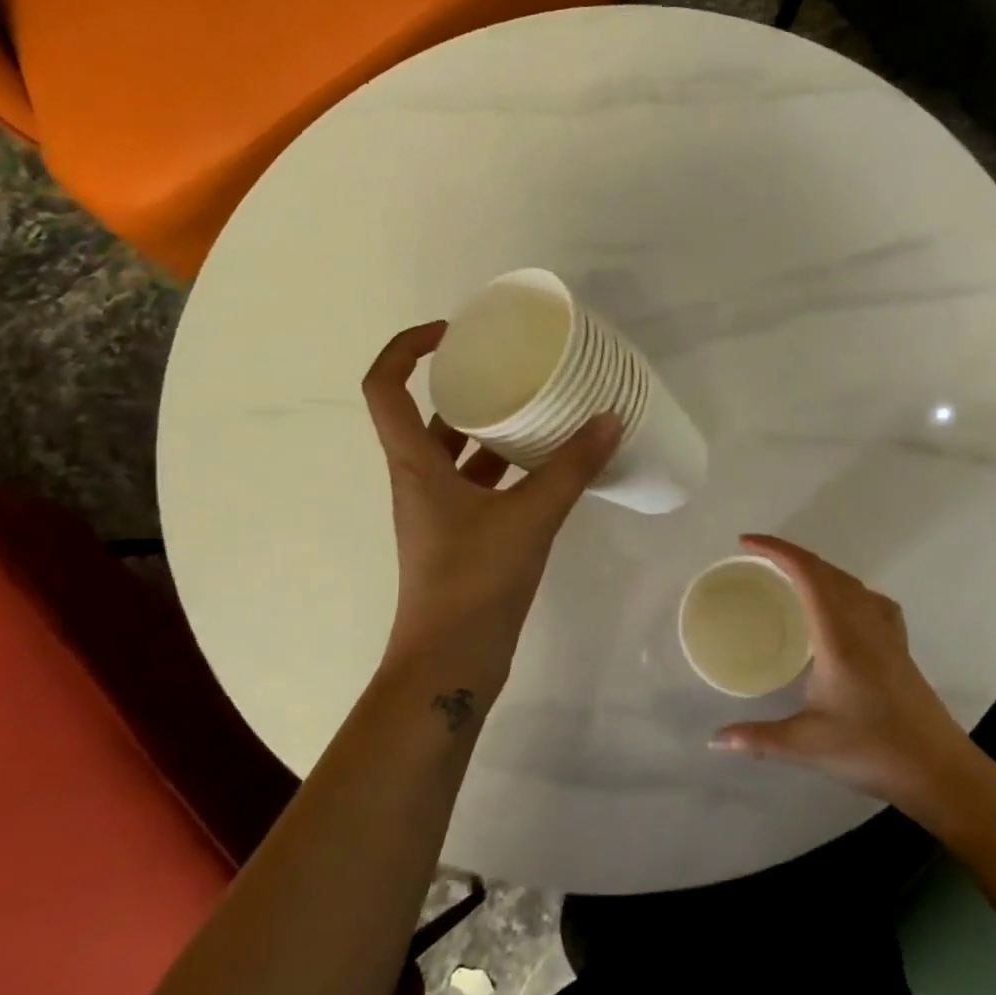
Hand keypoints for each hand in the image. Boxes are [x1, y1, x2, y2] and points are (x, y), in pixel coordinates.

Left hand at [364, 322, 620, 688]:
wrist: (449, 662)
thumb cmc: (474, 581)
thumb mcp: (530, 517)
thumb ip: (571, 468)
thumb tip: (610, 420)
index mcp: (415, 465)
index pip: (385, 388)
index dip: (405, 349)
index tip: (449, 333)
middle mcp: (418, 480)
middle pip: (424, 415)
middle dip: (461, 385)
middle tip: (508, 367)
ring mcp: (437, 511)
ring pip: (456, 453)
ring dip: (488, 429)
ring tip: (535, 409)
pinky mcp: (459, 537)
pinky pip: (478, 485)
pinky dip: (505, 469)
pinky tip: (546, 466)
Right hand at [709, 535, 975, 812]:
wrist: (939, 770)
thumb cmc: (873, 751)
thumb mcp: (808, 746)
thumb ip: (759, 738)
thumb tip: (716, 740)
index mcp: (838, 636)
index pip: (807, 574)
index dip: (776, 551)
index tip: (745, 543)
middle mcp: (864, 624)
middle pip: (827, 571)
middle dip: (791, 555)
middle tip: (757, 559)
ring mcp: (887, 634)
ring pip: (850, 582)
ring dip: (818, 570)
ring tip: (790, 578)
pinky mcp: (899, 647)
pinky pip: (871, 601)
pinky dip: (847, 590)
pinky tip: (842, 609)